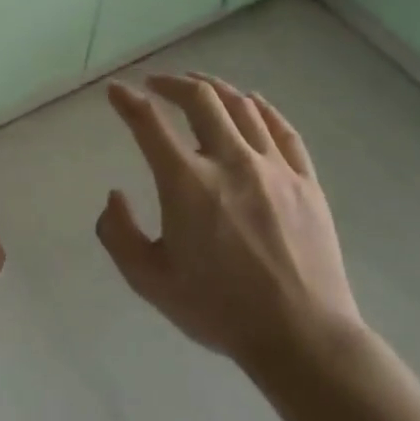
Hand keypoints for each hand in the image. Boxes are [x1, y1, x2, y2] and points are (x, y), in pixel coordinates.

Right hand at [98, 72, 363, 387]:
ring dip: (214, 88)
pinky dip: (262, 108)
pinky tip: (251, 102)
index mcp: (186, 183)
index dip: (127, 101)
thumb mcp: (149, 281)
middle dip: (172, 83)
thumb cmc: (219, 309)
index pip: (149, 123)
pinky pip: (283, 129)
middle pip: (200, 99)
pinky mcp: (306, 181)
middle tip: (156, 84)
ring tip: (198, 85)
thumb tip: (114, 196)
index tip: (115, 90)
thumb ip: (118, 234)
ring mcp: (273, 168)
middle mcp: (229, 161)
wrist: (302, 337)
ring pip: (242, 107)